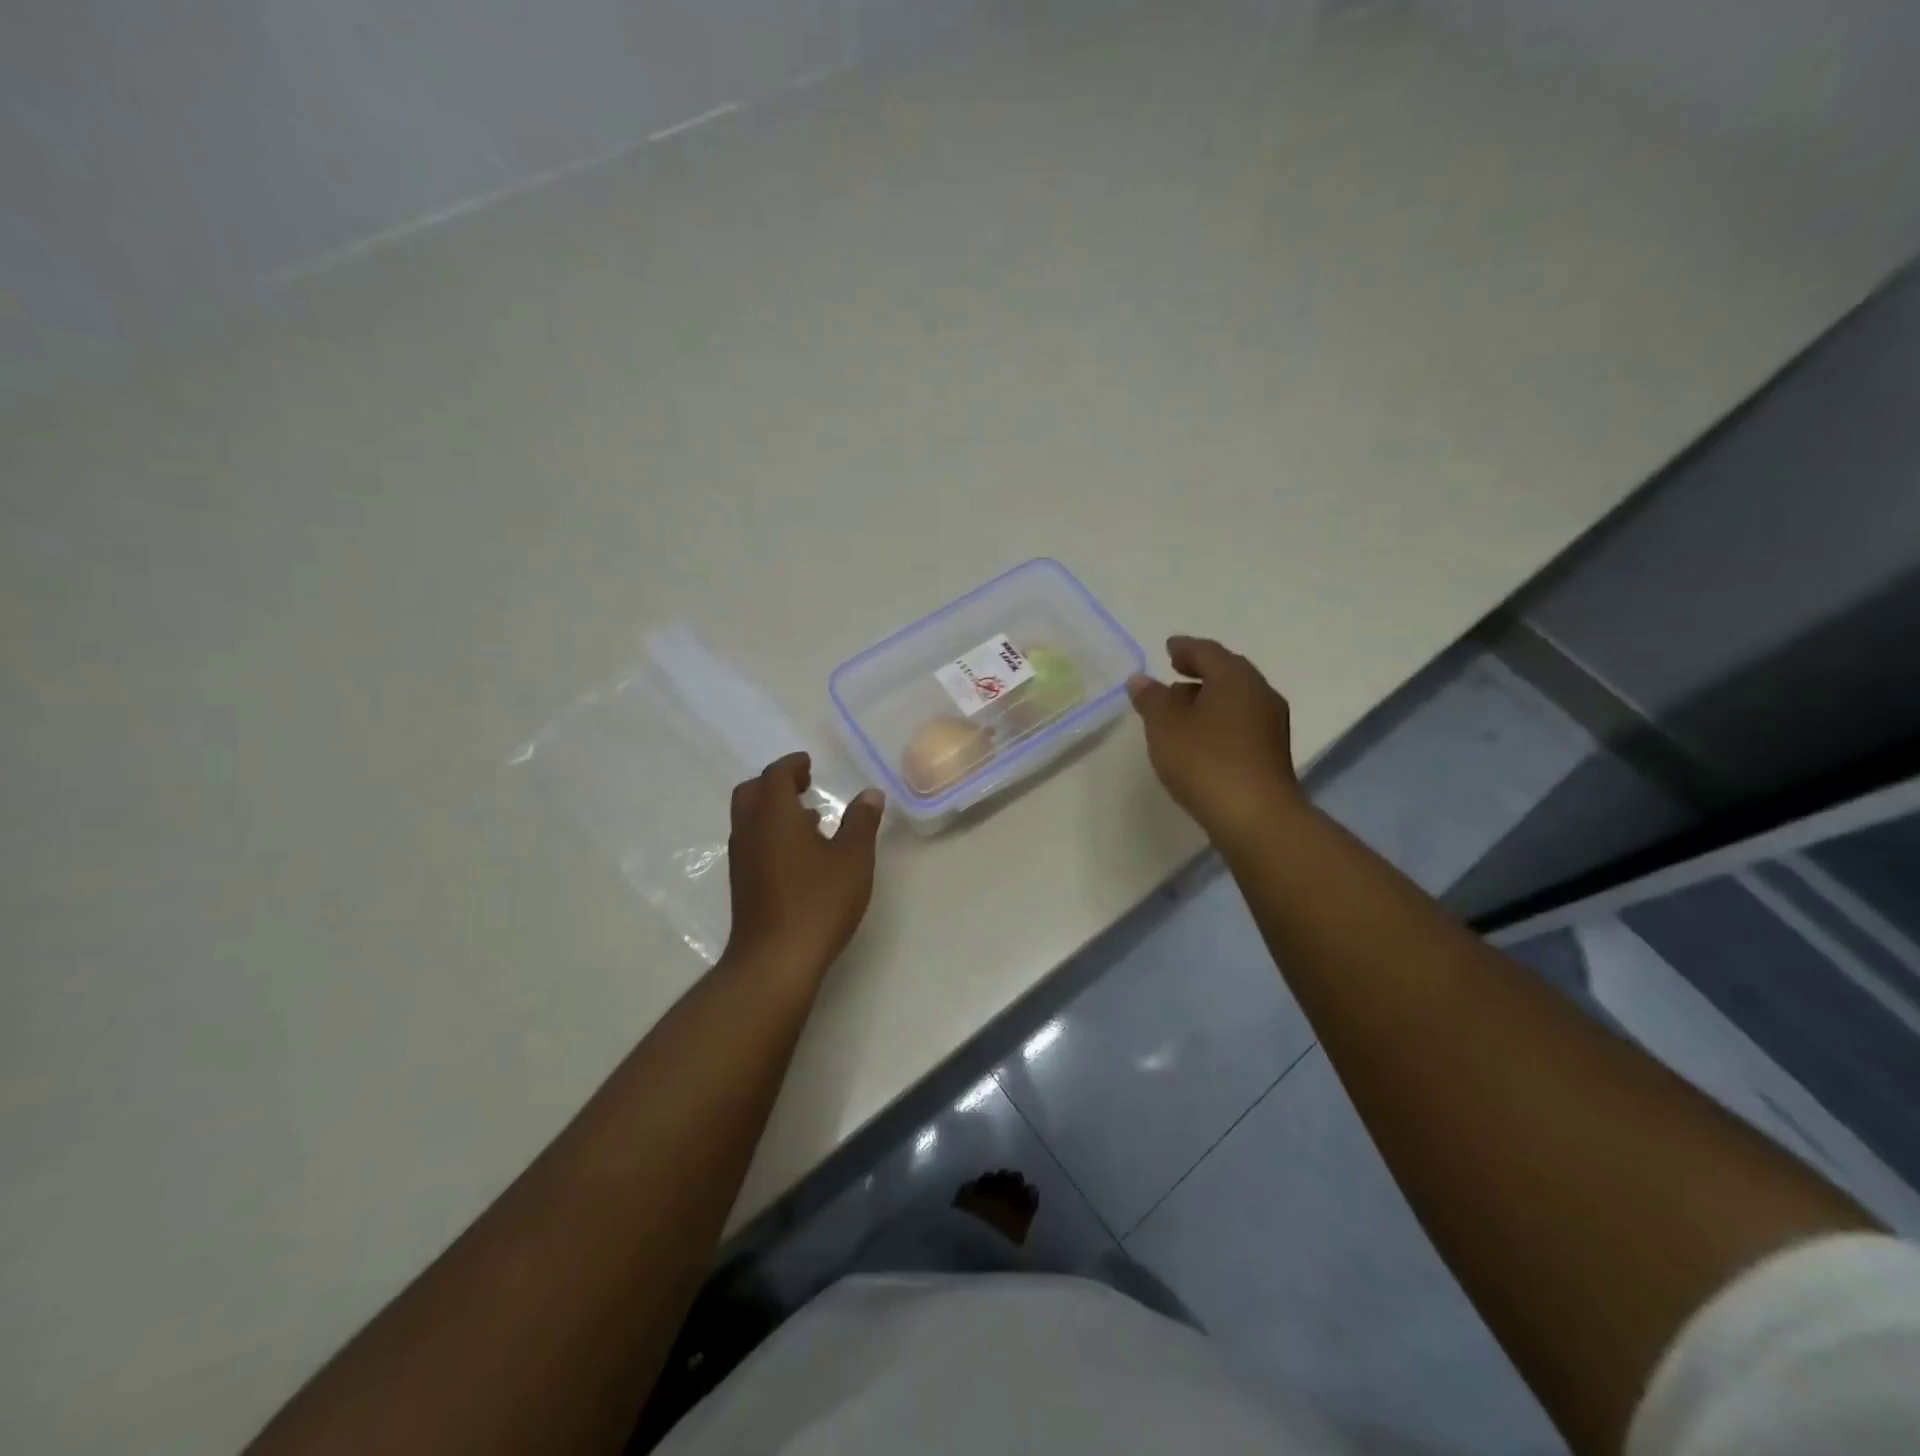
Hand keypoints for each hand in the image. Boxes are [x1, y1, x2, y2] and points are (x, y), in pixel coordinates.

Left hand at [725, 752, 884, 979]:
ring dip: (773, 809)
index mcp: (774, 815)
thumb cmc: (818, 901)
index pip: (776, 775)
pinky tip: (800, 853)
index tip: (808, 763)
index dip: (792, 765)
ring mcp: (741, 859)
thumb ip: (861, 822)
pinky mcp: (742, 884)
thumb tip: (870, 794)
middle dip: (776, 782)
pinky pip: (752, 842)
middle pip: (752, 792)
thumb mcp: (853, 858)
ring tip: (809, 818)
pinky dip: (770, 833)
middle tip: (803, 783)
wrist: (775, 959)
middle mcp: (750, 830)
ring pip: (749, 819)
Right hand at [1128, 636, 1306, 845]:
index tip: (1168, 648)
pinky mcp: (1271, 753)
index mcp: (1235, 678)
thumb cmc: (1206, 762)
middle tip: (1175, 672)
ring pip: (1235, 699)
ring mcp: (1270, 725)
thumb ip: (1151, 699)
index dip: (1185, 648)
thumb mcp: (1165, 726)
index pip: (1207, 652)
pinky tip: (1200, 738)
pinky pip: (1240, 723)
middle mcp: (1259, 694)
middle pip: (1227, 673)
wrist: (1256, 818)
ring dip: (1208, 698)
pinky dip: (1218, 720)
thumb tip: (1141, 680)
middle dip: (1200, 671)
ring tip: (1180, 709)